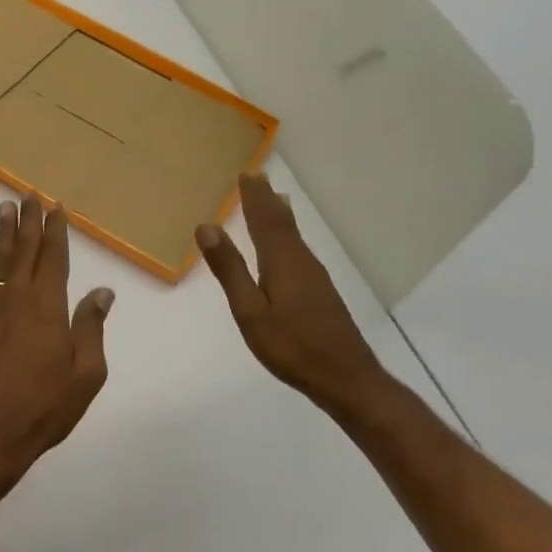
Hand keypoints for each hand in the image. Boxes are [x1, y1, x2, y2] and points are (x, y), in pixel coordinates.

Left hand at [0, 194, 114, 482]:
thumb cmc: (42, 408)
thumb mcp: (85, 375)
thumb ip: (91, 328)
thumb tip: (102, 291)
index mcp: (47, 307)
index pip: (53, 258)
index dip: (55, 230)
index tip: (56, 206)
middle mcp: (15, 298)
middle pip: (23, 250)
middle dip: (28, 221)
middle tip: (28, 194)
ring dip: (3, 234)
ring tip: (5, 208)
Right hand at [197, 173, 390, 417]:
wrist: (345, 377)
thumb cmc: (291, 346)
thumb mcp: (250, 311)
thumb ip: (229, 269)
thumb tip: (206, 226)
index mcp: (281, 260)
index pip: (264, 219)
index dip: (253, 196)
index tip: (244, 174)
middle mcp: (301, 260)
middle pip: (282, 221)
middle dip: (266, 200)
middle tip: (256, 177)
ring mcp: (314, 275)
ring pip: (293, 235)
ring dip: (279, 214)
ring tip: (271, 198)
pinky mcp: (320, 291)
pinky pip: (298, 249)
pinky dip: (287, 234)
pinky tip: (287, 244)